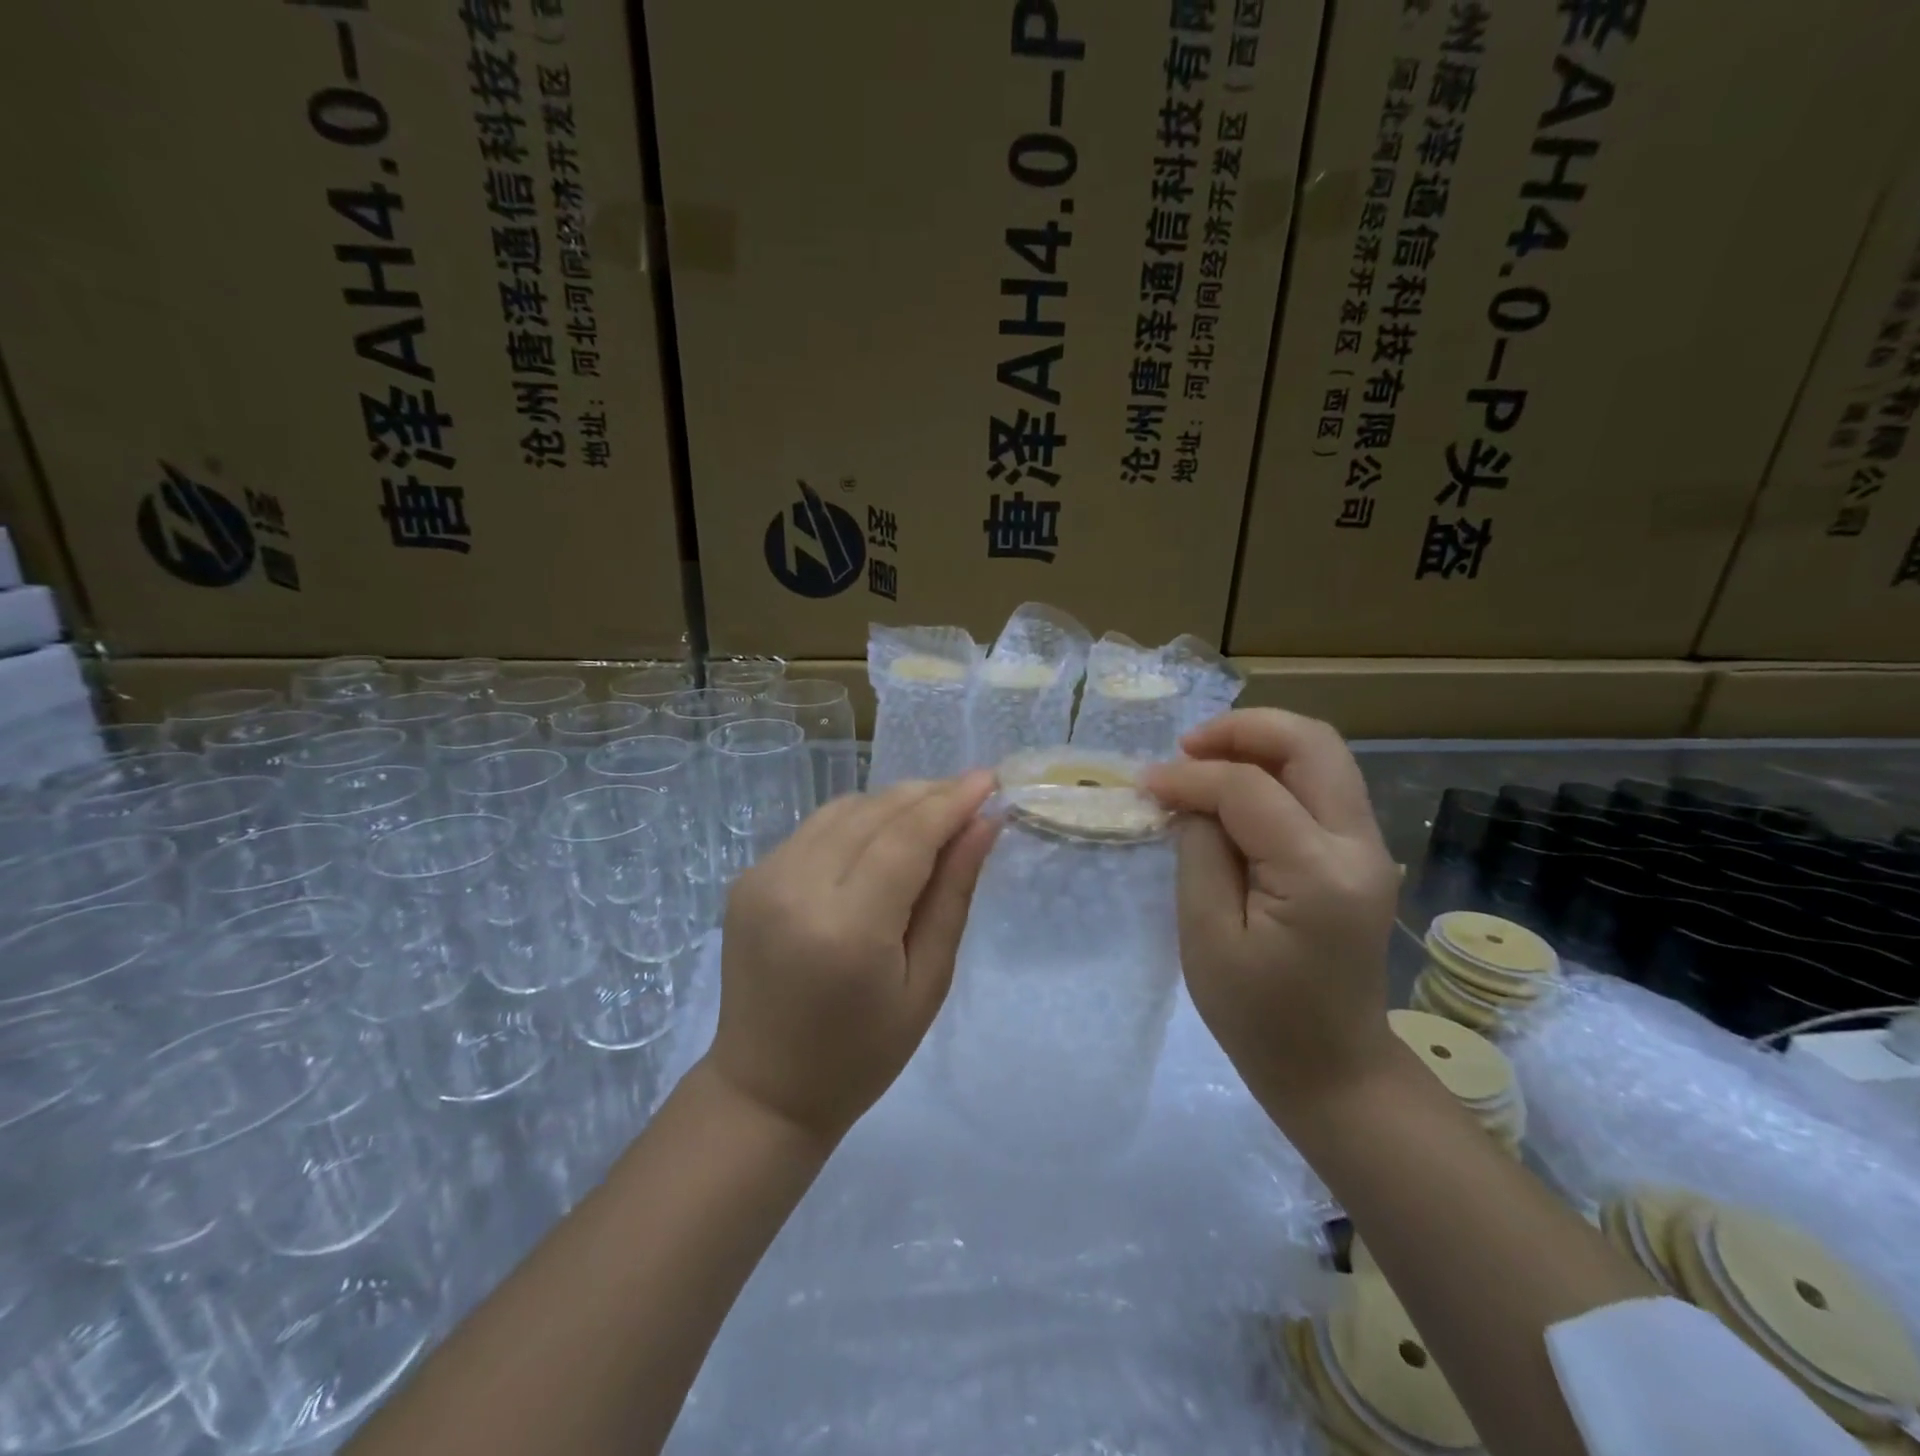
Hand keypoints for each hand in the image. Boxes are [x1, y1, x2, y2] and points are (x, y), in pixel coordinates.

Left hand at [707, 773, 998, 1145]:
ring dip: (893, 802)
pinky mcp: (748, 878)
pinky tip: (883, 836)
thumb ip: (953, 894)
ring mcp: (763, 878)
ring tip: (933, 812)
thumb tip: (984, 824)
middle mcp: (796, 888)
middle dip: (927, 795)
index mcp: (847, 928)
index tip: (988, 780)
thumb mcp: (927, 982)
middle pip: (874, 812)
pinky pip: (815, 829)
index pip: (907, 837)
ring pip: (843, 810)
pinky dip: (857, 821)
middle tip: (969, 793)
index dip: (951, 802)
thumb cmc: (863, 1053)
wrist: (765, 1089)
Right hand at [1142, 710, 1400, 1113]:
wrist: (1335, 1070)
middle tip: (1186, 748)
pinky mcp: (1362, 856)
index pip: (1249, 789)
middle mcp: (1359, 847)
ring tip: (1204, 761)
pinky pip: (1322, 785)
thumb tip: (1190, 798)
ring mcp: (1370, 849)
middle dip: (1242, 729)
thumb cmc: (1259, 1017)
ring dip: (1260, 744)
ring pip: (1322, 755)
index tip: (1145, 784)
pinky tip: (1233, 789)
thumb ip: (1199, 853)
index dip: (1190, 776)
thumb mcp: (1206, 938)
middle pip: (1311, 743)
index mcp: (1317, 875)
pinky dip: (1275, 770)